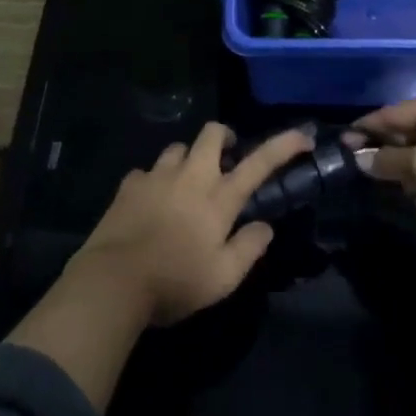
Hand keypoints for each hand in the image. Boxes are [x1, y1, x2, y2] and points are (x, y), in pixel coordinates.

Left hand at [75, 122, 310, 325]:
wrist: (113, 280)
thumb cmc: (175, 281)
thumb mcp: (223, 278)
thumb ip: (248, 248)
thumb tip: (265, 226)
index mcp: (218, 198)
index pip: (259, 163)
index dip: (283, 145)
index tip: (302, 137)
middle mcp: (190, 177)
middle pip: (211, 134)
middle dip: (223, 136)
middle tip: (226, 156)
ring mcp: (157, 176)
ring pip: (178, 148)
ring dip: (187, 159)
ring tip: (186, 182)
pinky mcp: (129, 184)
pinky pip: (146, 171)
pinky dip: (154, 181)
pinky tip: (151, 201)